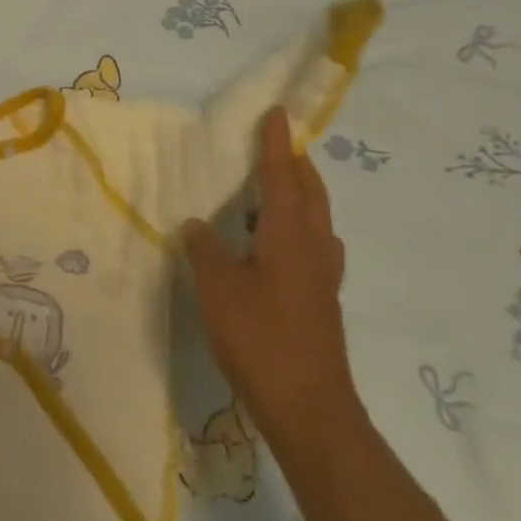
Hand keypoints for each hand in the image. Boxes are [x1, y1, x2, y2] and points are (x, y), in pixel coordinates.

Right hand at [180, 106, 357, 443]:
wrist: (308, 406)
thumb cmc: (260, 337)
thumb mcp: (218, 287)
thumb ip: (205, 249)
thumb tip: (198, 224)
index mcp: (289, 235)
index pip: (282, 176)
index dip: (276, 144)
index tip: (277, 114)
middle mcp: (313, 248)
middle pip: (311, 194)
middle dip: (296, 165)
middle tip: (276, 146)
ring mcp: (322, 277)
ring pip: (315, 221)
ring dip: (298, 197)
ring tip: (269, 193)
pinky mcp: (320, 301)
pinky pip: (311, 247)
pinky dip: (295, 230)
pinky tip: (274, 247)